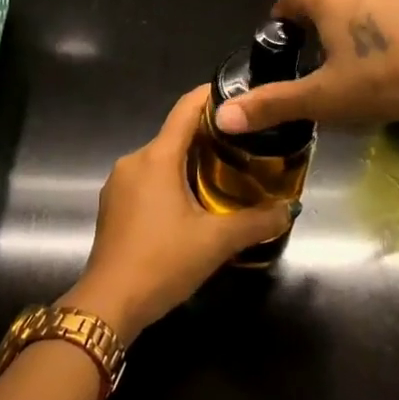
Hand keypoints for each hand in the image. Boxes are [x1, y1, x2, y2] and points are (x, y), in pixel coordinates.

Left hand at [64, 85, 291, 341]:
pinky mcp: (113, 203)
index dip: (211, 96)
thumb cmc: (162, 262)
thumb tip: (290, 209)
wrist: (108, 304)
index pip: (186, 109)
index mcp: (157, 157)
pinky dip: (170, 179)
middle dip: (208, 135)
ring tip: (224, 172)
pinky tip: (191, 201)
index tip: (239, 95)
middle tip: (245, 144)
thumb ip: (256, 222)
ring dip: (189, 160)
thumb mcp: (216, 242)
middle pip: (175, 134)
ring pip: (161, 158)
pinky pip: (147, 178)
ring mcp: (119, 182)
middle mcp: (134, 160)